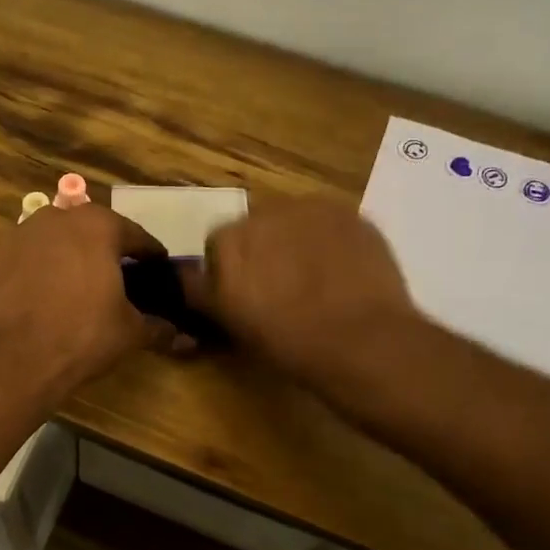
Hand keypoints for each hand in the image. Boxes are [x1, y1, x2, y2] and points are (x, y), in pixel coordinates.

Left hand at [0, 203, 171, 393]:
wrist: (13, 358)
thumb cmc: (82, 336)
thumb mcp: (129, 332)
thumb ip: (158, 327)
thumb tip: (185, 338)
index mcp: (98, 226)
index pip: (135, 236)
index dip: (148, 255)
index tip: (156, 270)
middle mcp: (56, 218)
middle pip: (89, 232)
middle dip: (103, 252)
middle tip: (114, 279)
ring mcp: (16, 235)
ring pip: (51, 242)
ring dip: (64, 259)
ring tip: (72, 290)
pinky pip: (20, 262)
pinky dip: (30, 274)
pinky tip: (35, 300)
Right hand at [188, 196, 417, 382]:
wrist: (361, 341)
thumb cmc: (287, 341)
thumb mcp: (230, 323)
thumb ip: (203, 293)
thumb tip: (187, 277)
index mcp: (228, 241)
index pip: (217, 244)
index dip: (228, 269)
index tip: (243, 294)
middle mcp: (264, 213)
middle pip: (255, 226)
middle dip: (262, 249)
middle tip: (279, 286)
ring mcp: (310, 208)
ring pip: (292, 220)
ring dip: (295, 240)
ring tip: (315, 277)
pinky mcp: (349, 213)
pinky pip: (329, 222)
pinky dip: (329, 240)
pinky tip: (341, 271)